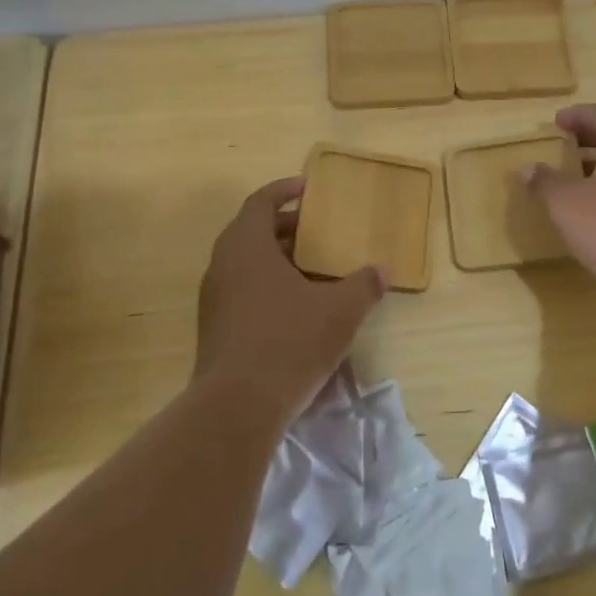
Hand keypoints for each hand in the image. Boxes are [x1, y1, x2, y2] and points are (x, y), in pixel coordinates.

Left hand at [195, 177, 385, 419]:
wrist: (237, 406)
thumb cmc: (289, 342)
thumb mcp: (339, 311)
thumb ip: (363, 285)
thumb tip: (381, 270)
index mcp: (246, 246)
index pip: (261, 202)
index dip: (284, 191)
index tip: (308, 189)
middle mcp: (223, 265)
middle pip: (253, 231)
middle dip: (287, 228)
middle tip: (319, 232)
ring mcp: (214, 298)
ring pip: (246, 264)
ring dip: (278, 259)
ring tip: (313, 269)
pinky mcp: (214, 328)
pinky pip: (242, 291)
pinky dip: (268, 286)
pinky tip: (296, 307)